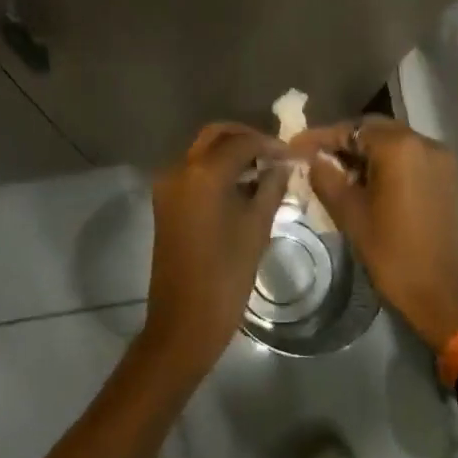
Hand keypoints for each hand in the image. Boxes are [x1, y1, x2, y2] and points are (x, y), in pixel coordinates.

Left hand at [141, 123, 290, 377]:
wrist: (184, 321)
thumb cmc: (226, 276)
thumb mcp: (257, 228)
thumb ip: (271, 188)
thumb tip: (282, 165)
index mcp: (203, 173)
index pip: (240, 142)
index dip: (269, 144)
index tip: (292, 154)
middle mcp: (179, 169)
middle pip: (215, 136)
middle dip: (245, 138)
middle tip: (275, 155)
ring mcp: (167, 185)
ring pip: (202, 151)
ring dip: (230, 153)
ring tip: (263, 169)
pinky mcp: (164, 202)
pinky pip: (192, 171)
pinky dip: (216, 169)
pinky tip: (242, 186)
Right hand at [291, 117, 457, 353]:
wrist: (441, 292)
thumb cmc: (392, 252)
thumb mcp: (349, 213)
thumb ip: (326, 177)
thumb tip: (312, 158)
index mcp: (399, 148)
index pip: (352, 129)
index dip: (321, 137)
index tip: (295, 146)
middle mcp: (424, 142)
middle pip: (374, 129)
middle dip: (343, 140)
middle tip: (315, 156)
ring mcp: (440, 158)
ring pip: (393, 141)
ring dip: (365, 150)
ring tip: (337, 170)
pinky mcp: (447, 176)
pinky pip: (410, 155)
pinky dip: (386, 161)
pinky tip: (366, 180)